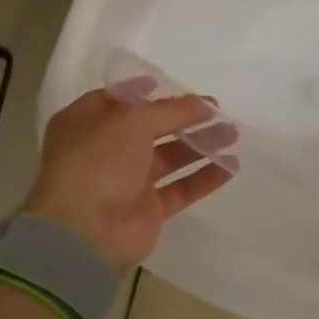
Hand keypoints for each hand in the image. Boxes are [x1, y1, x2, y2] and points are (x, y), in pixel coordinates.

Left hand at [23, 88, 235, 274]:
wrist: (85, 233)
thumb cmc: (98, 163)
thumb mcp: (132, 121)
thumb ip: (171, 110)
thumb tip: (204, 104)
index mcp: (86, 122)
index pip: (118, 99)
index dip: (145, 91)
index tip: (176, 85)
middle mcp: (105, 150)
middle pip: (150, 128)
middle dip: (183, 118)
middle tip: (217, 110)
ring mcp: (127, 181)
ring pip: (169, 157)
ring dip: (200, 144)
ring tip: (232, 133)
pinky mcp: (148, 210)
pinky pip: (181, 188)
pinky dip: (204, 178)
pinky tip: (231, 166)